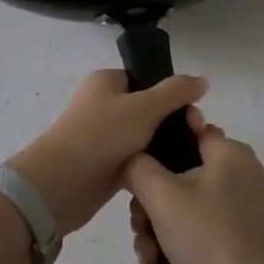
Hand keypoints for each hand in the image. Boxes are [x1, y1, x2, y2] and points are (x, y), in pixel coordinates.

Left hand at [7, 70, 207, 237]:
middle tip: (195, 138)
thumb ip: (175, 92)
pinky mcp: (104, 165)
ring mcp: (103, 136)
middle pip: (148, 109)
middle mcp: (103, 105)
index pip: (146, 79)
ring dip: (162, 148)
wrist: (61, 184)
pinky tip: (172, 176)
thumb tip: (202, 80)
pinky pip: (136, 161)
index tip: (193, 112)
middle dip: (172, 123)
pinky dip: (151, 167)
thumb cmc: (101, 135)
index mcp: (106, 81)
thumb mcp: (144, 107)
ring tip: (189, 161)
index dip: (171, 93)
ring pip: (144, 137)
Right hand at [123, 109, 263, 263]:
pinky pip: (202, 234)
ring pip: (187, 209)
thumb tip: (133, 159)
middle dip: (151, 207)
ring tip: (148, 262)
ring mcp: (244, 210)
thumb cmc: (209, 238)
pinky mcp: (244, 241)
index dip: (157, 148)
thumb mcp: (162, 196)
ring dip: (159, 233)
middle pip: (180, 176)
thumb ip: (138, 166)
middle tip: (139, 230)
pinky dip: (179, 250)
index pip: (187, 131)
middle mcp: (241, 175)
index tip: (136, 173)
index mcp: (230, 152)